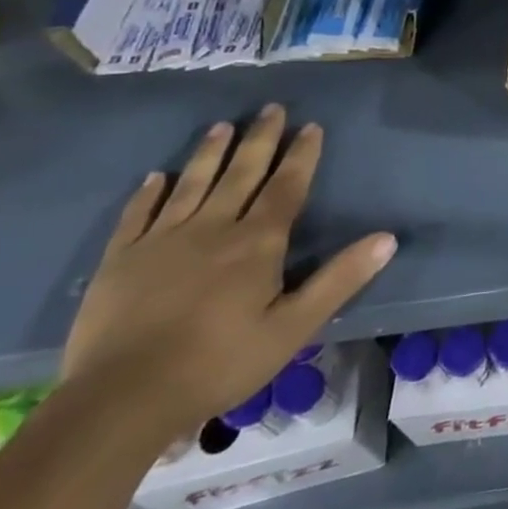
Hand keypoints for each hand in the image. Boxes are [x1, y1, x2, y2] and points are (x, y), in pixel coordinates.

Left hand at [61, 104, 396, 439]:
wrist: (121, 400)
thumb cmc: (220, 362)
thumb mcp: (294, 327)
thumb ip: (340, 279)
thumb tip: (388, 238)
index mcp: (257, 242)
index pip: (286, 186)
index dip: (301, 155)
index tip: (311, 126)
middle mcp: (212, 228)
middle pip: (241, 174)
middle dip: (260, 140)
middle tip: (271, 108)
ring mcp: (161, 241)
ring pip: (192, 184)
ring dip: (210, 153)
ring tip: (222, 125)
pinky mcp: (120, 261)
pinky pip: (137, 216)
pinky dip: (148, 193)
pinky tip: (156, 177)